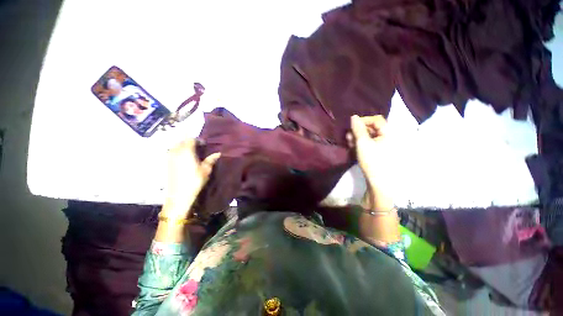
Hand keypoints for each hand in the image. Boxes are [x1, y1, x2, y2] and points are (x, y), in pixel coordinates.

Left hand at [164, 138, 220, 217]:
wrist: (178, 195)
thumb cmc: (194, 181)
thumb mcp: (206, 170)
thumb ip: (211, 159)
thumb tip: (218, 153)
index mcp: (186, 151)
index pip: (191, 139)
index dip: (198, 140)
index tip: (204, 144)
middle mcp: (176, 151)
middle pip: (182, 141)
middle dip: (190, 142)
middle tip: (199, 148)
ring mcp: (170, 157)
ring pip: (176, 146)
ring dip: (184, 147)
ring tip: (193, 153)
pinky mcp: (167, 163)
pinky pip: (173, 152)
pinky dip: (179, 152)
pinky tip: (186, 159)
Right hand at [348, 115, 393, 209]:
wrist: (377, 182)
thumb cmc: (372, 160)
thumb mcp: (363, 143)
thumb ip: (358, 129)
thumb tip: (353, 116)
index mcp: (388, 134)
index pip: (377, 120)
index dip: (364, 120)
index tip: (352, 125)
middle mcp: (386, 138)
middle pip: (372, 128)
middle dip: (359, 130)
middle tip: (348, 135)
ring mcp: (381, 146)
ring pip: (368, 137)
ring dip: (357, 137)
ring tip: (348, 141)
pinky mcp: (376, 153)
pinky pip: (367, 144)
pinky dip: (359, 143)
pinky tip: (352, 146)